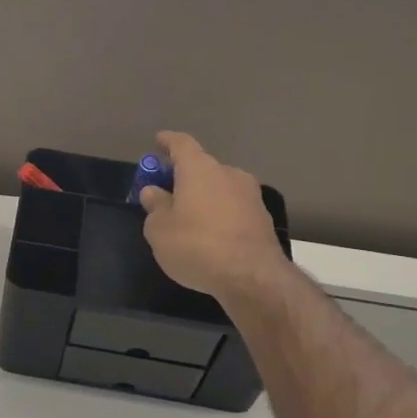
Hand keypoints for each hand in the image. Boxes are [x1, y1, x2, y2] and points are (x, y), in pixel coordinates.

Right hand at [139, 130, 291, 301]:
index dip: (167, 141)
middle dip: (184, 176)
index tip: (158, 141)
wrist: (252, 276)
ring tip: (189, 218)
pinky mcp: (262, 218)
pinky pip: (233, 208)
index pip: (181, 144)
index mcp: (199, 169)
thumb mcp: (159, 230)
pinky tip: (210, 235)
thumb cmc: (196, 245)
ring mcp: (250, 195)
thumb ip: (155, 206)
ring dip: (204, 197)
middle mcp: (228, 173)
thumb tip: (154, 192)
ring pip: (220, 188)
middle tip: (168, 192)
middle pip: (202, 167)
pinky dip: (219, 214)